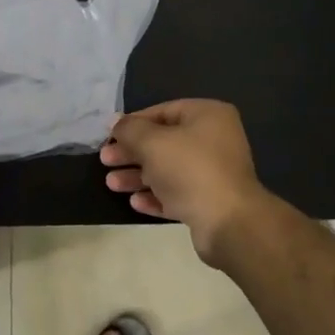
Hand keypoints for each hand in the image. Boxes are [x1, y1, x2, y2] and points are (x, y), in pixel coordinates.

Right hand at [100, 100, 277, 265]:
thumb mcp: (152, 142)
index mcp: (208, 116)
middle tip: (106, 161)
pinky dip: (156, 196)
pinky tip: (135, 202)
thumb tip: (116, 122)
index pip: (163, 111)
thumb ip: (129, 129)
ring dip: (138, 176)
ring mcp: (214, 172)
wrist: (228, 222)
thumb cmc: (190, 169)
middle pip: (164, 142)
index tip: (109, 136)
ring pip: (168, 169)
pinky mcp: (210, 201)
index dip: (133, 123)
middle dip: (132, 152)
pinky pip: (178, 193)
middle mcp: (214, 140)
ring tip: (112, 185)